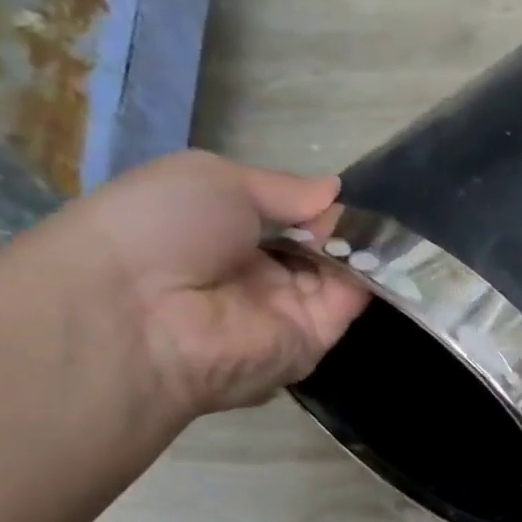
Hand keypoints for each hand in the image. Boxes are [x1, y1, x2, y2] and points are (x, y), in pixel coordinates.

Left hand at [38, 151, 370, 414]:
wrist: (141, 312)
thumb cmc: (161, 227)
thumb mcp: (215, 179)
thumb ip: (283, 187)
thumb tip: (335, 189)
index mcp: (221, 235)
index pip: (283, 219)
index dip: (310, 204)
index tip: (336, 191)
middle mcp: (255, 276)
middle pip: (315, 248)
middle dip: (339, 226)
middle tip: (360, 208)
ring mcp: (285, 311)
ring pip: (338, 275)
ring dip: (358, 248)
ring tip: (378, 223)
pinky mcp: (310, 342)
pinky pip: (347, 305)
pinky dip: (367, 277)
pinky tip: (380, 250)